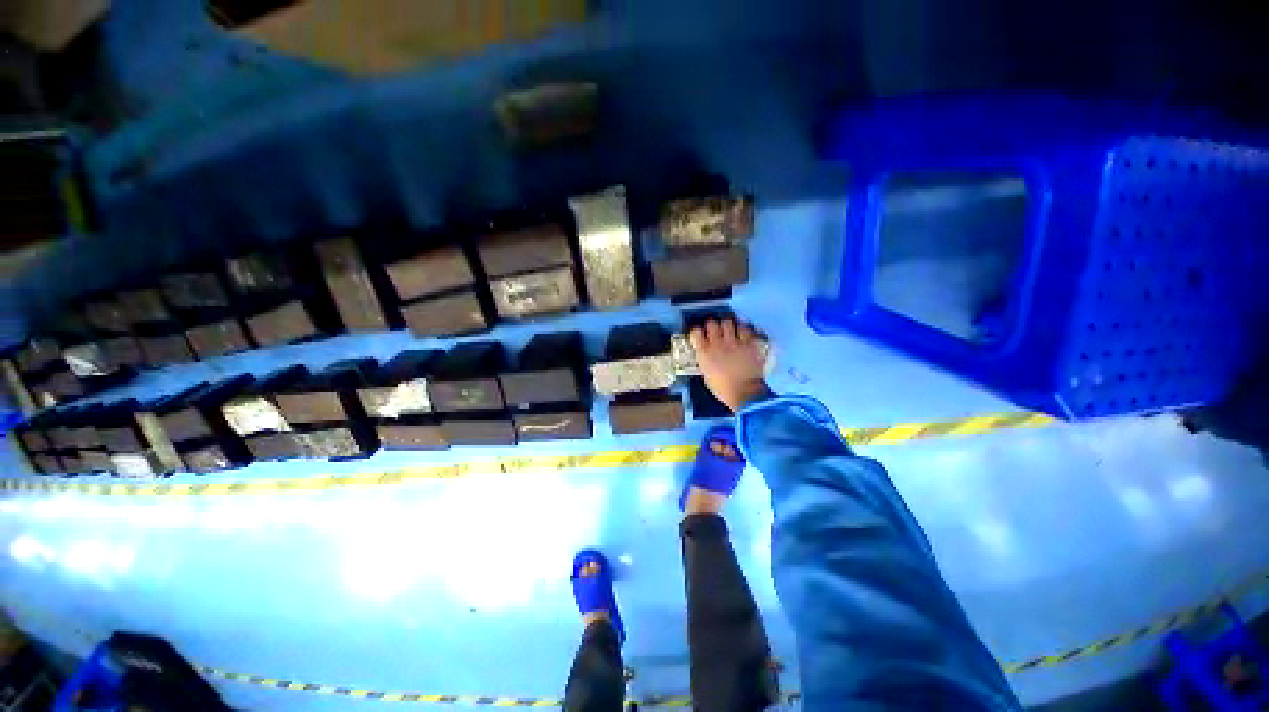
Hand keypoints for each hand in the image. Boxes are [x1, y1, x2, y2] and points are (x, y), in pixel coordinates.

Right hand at [688, 319, 768, 412]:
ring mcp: (734, 341)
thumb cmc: (723, 389)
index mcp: (704, 353)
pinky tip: (743, 334)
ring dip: (727, 326)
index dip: (698, 332)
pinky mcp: (749, 342)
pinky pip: (744, 328)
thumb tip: (707, 355)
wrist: (745, 393)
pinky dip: (743, 329)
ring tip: (730, 331)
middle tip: (716, 332)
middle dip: (712, 326)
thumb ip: (705, 361)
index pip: (696, 332)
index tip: (701, 336)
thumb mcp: (706, 375)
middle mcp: (717, 343)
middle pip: (711, 323)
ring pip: (727, 322)